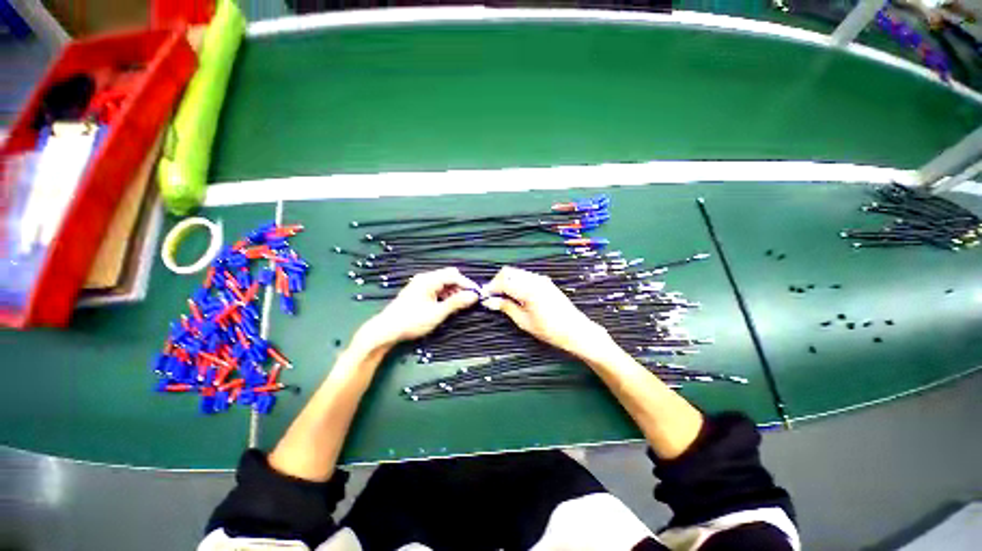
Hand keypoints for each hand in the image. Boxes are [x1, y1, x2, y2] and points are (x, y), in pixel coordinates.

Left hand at [353, 267, 478, 350]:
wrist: (386, 330)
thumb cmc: (412, 321)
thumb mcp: (437, 313)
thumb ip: (456, 303)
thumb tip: (474, 296)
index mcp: (429, 279)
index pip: (454, 275)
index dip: (467, 284)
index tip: (477, 295)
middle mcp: (425, 278)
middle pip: (449, 277)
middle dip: (461, 287)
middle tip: (469, 301)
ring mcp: (421, 285)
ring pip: (444, 283)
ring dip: (454, 292)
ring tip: (460, 306)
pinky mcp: (419, 292)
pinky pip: (437, 289)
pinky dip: (445, 295)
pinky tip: (448, 306)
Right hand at [482, 266, 610, 358]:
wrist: (575, 330)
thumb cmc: (549, 330)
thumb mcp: (523, 321)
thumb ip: (506, 307)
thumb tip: (488, 301)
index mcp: (528, 289)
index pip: (503, 281)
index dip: (490, 288)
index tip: (484, 297)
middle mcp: (534, 279)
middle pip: (508, 272)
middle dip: (497, 282)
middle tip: (492, 297)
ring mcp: (541, 279)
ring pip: (516, 273)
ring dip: (506, 281)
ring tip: (503, 297)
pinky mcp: (545, 281)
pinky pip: (525, 276)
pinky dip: (516, 282)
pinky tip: (515, 295)